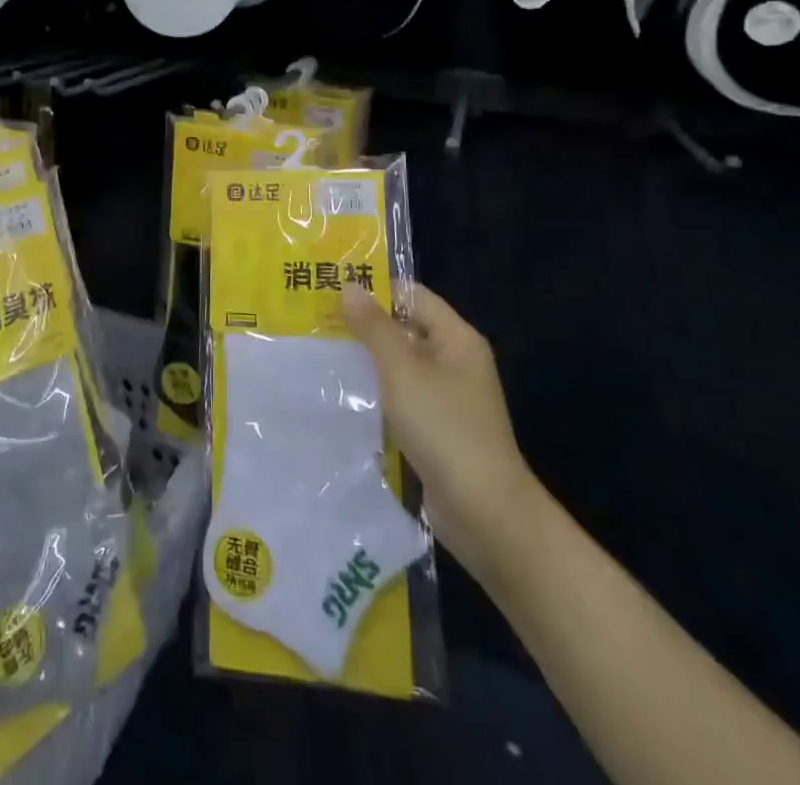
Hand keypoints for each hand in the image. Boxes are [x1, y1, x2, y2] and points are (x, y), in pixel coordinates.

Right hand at [341, 282, 542, 578]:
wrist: (484, 512)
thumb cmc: (444, 428)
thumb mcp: (402, 371)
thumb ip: (374, 328)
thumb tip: (349, 287)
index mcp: (456, 338)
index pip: (412, 295)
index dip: (375, 289)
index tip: (330, 289)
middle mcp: (454, 361)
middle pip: (405, 328)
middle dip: (363, 325)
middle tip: (315, 321)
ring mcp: (446, 397)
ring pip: (399, 365)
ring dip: (366, 360)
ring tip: (319, 353)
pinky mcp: (436, 428)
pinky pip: (400, 396)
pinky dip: (375, 392)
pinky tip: (341, 394)